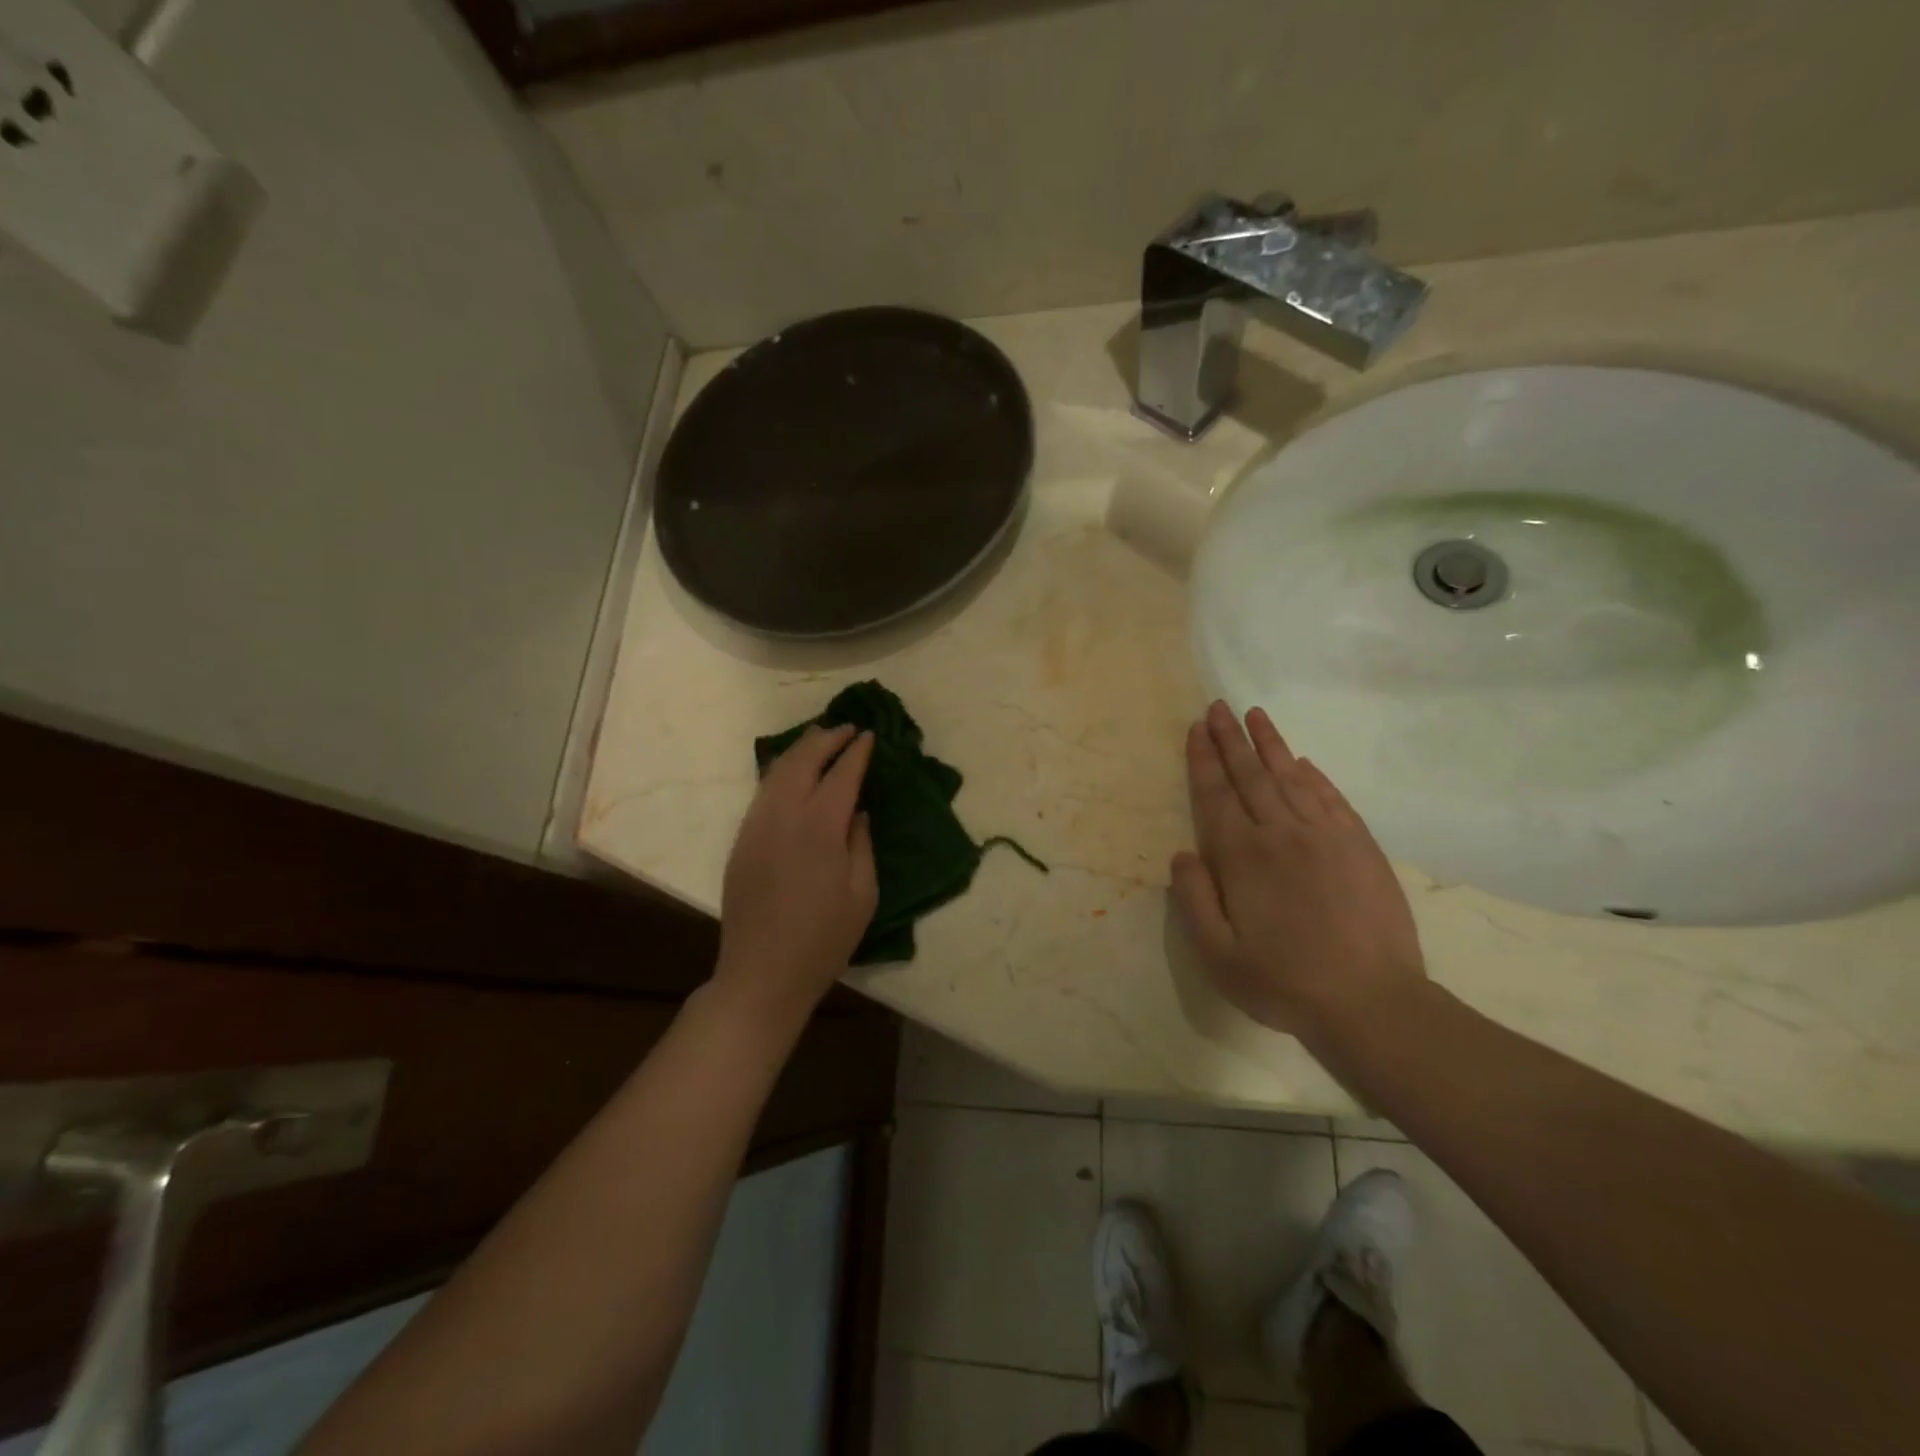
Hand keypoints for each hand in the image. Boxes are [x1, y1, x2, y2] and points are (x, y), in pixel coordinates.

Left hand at [714, 724, 877, 1026]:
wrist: (762, 974)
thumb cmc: (824, 939)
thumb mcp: (862, 894)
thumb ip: (861, 844)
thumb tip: (858, 811)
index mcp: (819, 828)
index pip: (840, 774)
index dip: (856, 751)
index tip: (868, 735)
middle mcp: (783, 817)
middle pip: (802, 761)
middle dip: (825, 739)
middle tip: (846, 729)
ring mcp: (755, 827)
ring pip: (776, 772)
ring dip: (800, 750)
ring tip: (819, 739)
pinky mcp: (740, 841)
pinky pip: (762, 793)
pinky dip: (781, 773)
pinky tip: (792, 775)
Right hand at [1170, 701, 1427, 1047]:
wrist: (1372, 1003)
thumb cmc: (1284, 983)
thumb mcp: (1218, 956)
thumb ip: (1194, 901)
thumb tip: (1182, 854)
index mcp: (1243, 857)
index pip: (1216, 795)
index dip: (1203, 760)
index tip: (1196, 728)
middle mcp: (1282, 834)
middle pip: (1250, 775)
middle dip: (1230, 739)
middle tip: (1217, 707)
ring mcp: (1326, 837)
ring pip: (1291, 777)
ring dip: (1270, 744)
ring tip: (1254, 715)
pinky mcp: (1361, 847)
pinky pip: (1332, 798)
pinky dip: (1314, 776)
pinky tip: (1302, 762)